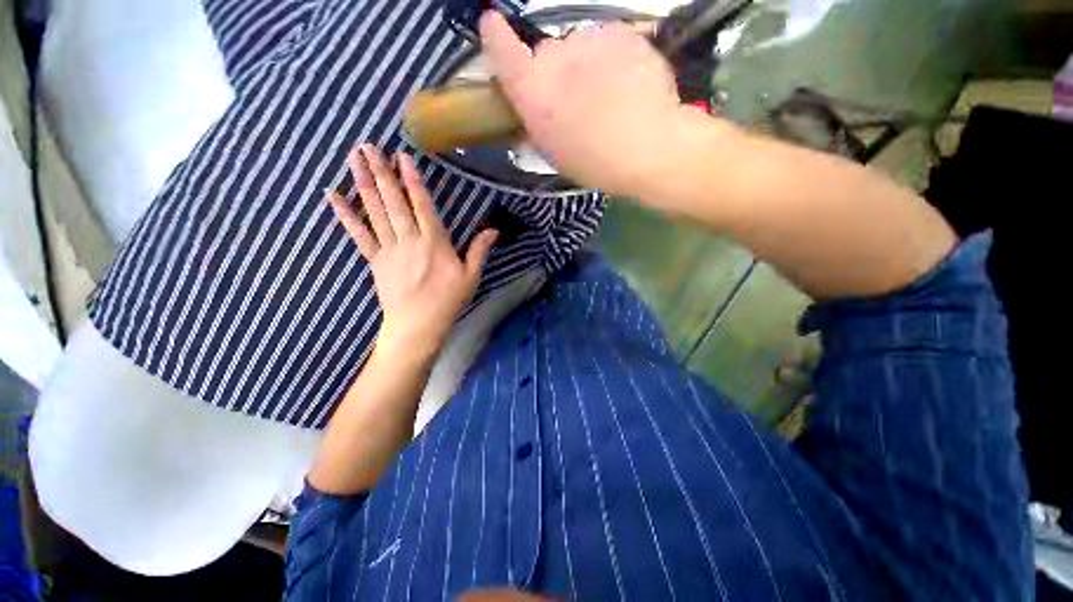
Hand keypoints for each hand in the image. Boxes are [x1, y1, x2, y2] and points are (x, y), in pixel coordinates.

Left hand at [327, 144, 497, 362]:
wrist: (418, 326)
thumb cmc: (448, 301)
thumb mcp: (470, 277)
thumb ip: (479, 250)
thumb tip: (494, 230)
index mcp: (435, 243)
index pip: (422, 205)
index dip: (412, 180)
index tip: (401, 157)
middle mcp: (409, 240)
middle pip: (394, 202)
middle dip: (381, 172)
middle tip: (367, 146)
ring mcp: (389, 249)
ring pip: (374, 211)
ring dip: (363, 183)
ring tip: (353, 158)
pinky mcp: (375, 261)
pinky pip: (358, 235)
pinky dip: (345, 215)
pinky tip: (333, 196)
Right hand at [479, 11, 688, 194]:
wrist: (648, 148)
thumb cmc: (594, 163)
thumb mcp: (555, 154)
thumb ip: (536, 127)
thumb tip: (530, 114)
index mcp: (533, 91)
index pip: (500, 48)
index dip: (495, 36)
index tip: (493, 26)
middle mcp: (554, 56)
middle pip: (547, 53)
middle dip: (556, 72)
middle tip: (576, 99)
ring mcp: (589, 39)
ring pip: (579, 47)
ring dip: (585, 65)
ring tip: (607, 96)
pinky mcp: (621, 31)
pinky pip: (607, 42)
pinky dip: (611, 58)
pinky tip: (626, 83)